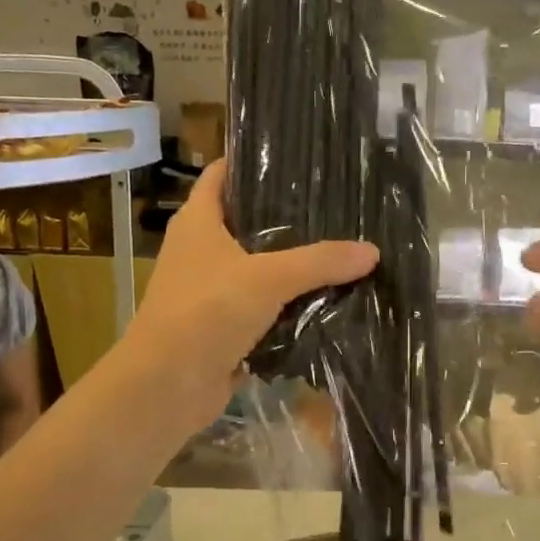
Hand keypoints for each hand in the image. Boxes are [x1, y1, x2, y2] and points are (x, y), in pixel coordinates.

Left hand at [123, 163, 377, 422]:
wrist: (168, 386)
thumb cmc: (206, 312)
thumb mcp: (268, 278)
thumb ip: (320, 262)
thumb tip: (371, 251)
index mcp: (198, 222)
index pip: (222, 174)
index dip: (252, 160)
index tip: (295, 154)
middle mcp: (201, 250)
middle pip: (246, 220)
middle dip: (286, 214)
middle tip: (335, 203)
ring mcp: (211, 290)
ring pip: (258, 266)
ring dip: (292, 263)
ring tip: (340, 246)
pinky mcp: (223, 326)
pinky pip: (263, 306)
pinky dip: (289, 303)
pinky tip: (326, 297)